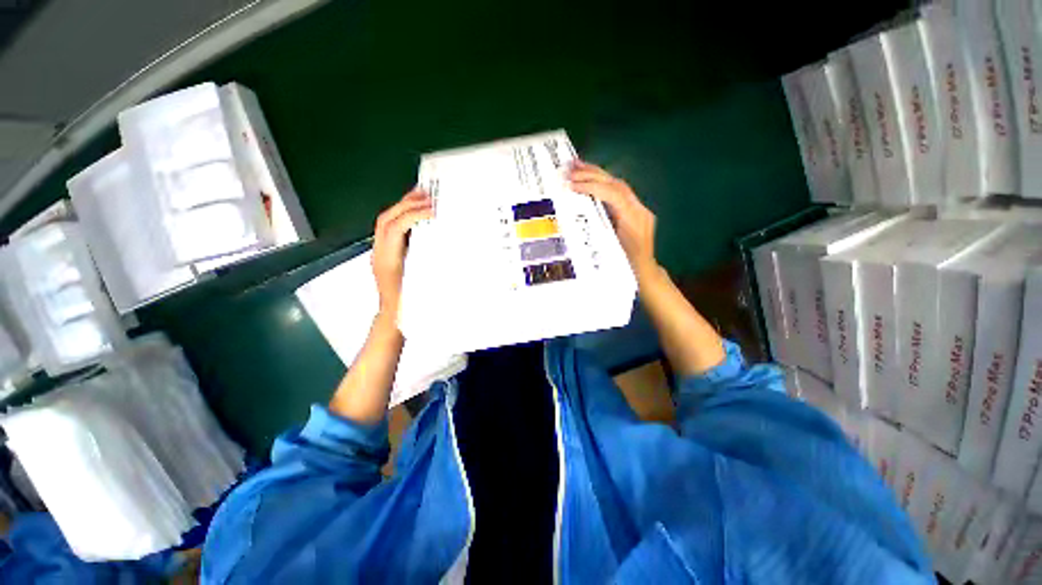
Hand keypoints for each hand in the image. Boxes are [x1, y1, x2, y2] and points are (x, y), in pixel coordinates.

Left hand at [372, 189, 432, 316]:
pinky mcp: (387, 253)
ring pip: (386, 221)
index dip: (412, 215)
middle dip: (407, 204)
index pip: (395, 228)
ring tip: (422, 197)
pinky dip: (404, 217)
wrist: (394, 317)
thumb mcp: (422, 286)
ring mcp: (381, 251)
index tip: (433, 211)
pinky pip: (391, 229)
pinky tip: (417, 214)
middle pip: (386, 219)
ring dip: (404, 207)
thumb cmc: (408, 306)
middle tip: (429, 195)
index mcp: (387, 259)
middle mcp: (380, 251)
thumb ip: (430, 266)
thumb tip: (445, 246)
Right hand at [568, 161, 657, 275]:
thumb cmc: (626, 270)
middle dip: (593, 174)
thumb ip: (598, 236)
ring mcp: (639, 209)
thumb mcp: (610, 255)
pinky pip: (617, 193)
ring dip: (596, 175)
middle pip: (617, 185)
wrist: (645, 274)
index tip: (572, 185)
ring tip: (576, 166)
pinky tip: (589, 179)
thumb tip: (577, 217)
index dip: (593, 187)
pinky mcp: (634, 211)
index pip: (615, 196)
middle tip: (570, 168)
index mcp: (635, 221)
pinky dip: (601, 185)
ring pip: (617, 186)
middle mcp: (639, 210)